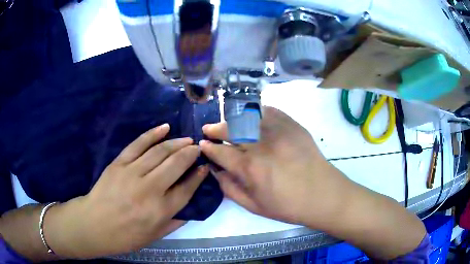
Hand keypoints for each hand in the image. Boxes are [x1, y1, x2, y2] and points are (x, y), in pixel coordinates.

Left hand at [46, 124, 208, 257]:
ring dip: (177, 143)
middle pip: (176, 165)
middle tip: (198, 148)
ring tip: (187, 139)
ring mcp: (133, 173)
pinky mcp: (119, 163)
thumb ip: (174, 222)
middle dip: (190, 154)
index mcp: (160, 210)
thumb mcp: (154, 236)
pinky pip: (138, 144)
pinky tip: (165, 127)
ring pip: (160, 152)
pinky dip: (153, 134)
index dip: (198, 176)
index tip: (204, 167)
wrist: (94, 224)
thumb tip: (190, 209)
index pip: (186, 189)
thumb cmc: (125, 236)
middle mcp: (150, 189)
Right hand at [199, 107, 349, 226]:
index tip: (202, 145)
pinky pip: (269, 111)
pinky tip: (251, 116)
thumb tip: (216, 172)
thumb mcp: (254, 206)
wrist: (322, 195)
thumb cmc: (288, 205)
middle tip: (208, 130)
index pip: (220, 152)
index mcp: (249, 168)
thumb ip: (230, 189)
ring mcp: (278, 131)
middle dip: (215, 129)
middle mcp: (260, 145)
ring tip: (226, 121)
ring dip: (232, 118)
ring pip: (247, 117)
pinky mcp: (292, 125)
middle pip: (230, 130)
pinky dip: (256, 111)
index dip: (208, 148)